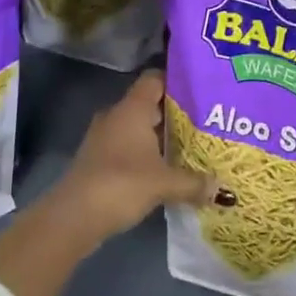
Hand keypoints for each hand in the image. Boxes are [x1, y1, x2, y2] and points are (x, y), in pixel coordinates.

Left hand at [45, 70, 210, 246]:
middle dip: (175, 114)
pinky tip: (164, 170)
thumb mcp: (164, 183)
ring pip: (138, 128)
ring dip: (159, 137)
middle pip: (149, 104)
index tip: (200, 92)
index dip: (177, 82)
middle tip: (204, 123)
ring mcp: (103, 137)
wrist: (73, 217)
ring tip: (189, 148)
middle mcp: (116, 115)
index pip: (155, 79)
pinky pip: (127, 147)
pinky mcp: (97, 159)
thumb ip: (194, 182)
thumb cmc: (121, 184)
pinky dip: (145, 154)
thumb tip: (222, 188)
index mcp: (132, 108)